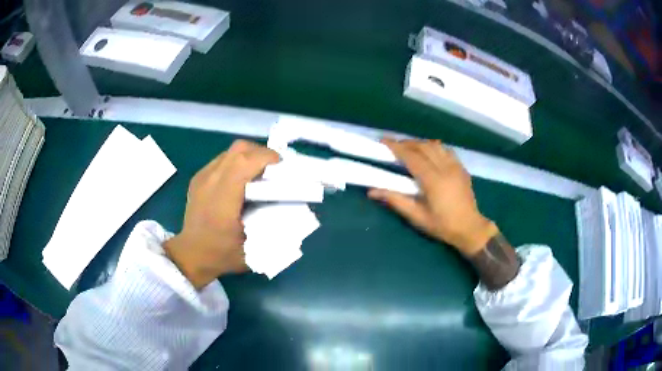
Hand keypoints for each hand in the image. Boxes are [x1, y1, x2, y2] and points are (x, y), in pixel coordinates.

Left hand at [164, 140, 279, 288]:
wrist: (191, 255)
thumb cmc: (222, 254)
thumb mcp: (254, 248)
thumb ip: (273, 226)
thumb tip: (293, 207)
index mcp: (223, 198)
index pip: (245, 162)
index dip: (267, 158)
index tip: (283, 169)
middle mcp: (210, 182)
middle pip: (239, 149)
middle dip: (261, 154)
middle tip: (274, 170)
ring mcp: (202, 178)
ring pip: (230, 152)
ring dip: (249, 157)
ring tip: (259, 175)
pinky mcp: (198, 178)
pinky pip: (222, 160)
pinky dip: (237, 163)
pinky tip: (241, 181)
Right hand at [368, 139, 497, 256]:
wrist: (470, 228)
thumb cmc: (442, 225)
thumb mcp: (417, 217)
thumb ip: (396, 200)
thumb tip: (372, 191)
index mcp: (433, 180)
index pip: (412, 156)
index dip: (396, 147)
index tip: (383, 141)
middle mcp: (445, 168)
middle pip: (423, 146)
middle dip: (406, 143)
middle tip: (393, 146)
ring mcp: (455, 166)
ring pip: (435, 145)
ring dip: (420, 143)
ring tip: (409, 148)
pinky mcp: (461, 168)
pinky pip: (445, 150)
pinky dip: (433, 147)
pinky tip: (428, 153)